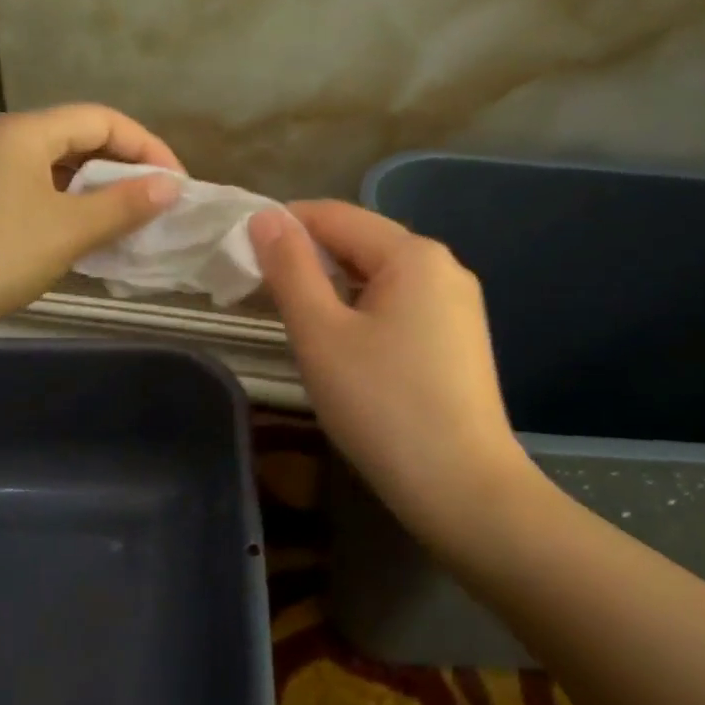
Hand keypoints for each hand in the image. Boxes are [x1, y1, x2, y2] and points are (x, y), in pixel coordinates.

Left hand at [0, 105, 181, 344]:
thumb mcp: (69, 229)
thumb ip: (124, 204)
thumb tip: (171, 186)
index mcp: (26, 133)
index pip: (102, 119)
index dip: (146, 146)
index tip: (177, 184)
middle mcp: (7, 145)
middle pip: (81, 141)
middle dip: (126, 169)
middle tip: (160, 204)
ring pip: (62, 174)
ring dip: (102, 194)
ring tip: (135, 223)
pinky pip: (43, 200)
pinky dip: (74, 214)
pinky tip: (93, 242)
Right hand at [249, 200, 532, 544]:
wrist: (463, 489)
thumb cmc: (382, 405)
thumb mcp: (321, 334)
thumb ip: (290, 269)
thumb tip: (266, 217)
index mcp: (413, 254)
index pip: (335, 215)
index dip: (284, 225)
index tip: (241, 252)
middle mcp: (444, 267)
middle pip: (362, 242)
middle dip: (309, 257)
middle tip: (260, 289)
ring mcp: (458, 305)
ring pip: (381, 277)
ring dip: (334, 286)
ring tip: (295, 317)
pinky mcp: (461, 340)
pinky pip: (402, 305)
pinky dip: (363, 310)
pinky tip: (343, 343)